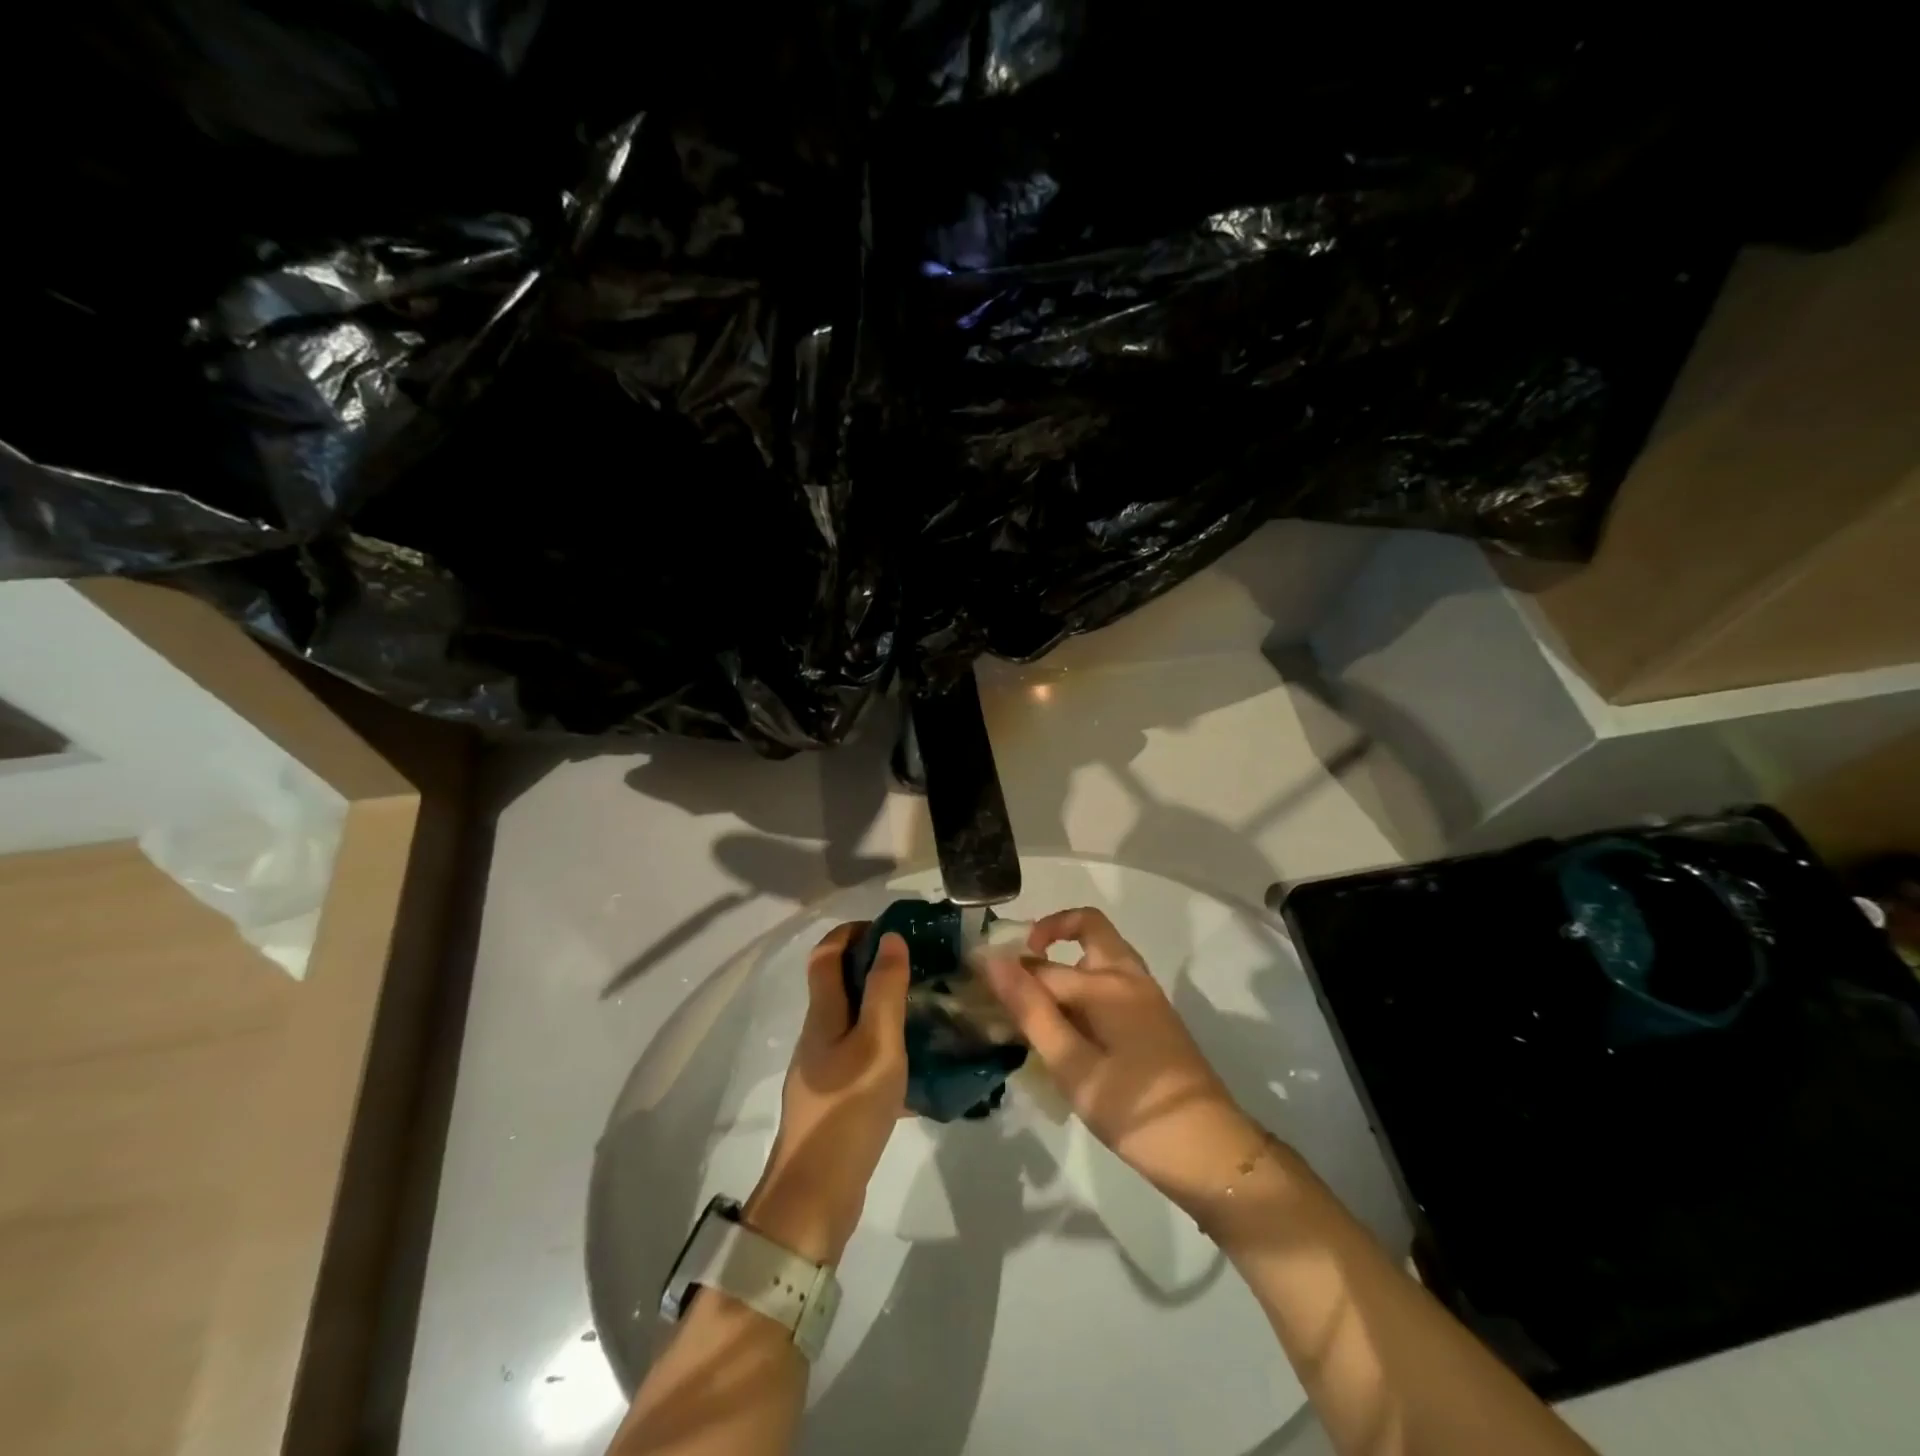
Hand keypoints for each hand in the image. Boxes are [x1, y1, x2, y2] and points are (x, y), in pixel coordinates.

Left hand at [744, 923, 908, 1265]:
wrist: (816, 1195)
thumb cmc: (848, 1109)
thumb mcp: (877, 1043)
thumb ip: (885, 990)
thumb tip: (890, 938)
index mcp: (823, 1015)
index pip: (826, 954)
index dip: (852, 932)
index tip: (891, 929)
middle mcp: (818, 1035)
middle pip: (838, 985)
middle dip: (873, 966)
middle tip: (919, 966)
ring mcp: (824, 1070)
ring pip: (853, 1021)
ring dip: (882, 1006)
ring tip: (924, 1007)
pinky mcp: (835, 1099)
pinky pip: (861, 1056)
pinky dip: (886, 1046)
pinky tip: (918, 1063)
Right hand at [982, 907, 1261, 1213]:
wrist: (1211, 1152)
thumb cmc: (1134, 1110)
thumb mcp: (1073, 1066)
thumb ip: (1032, 1011)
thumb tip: (994, 960)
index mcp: (1107, 982)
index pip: (1042, 965)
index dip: (1006, 971)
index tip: (974, 984)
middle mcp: (1128, 976)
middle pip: (1087, 928)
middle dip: (1050, 935)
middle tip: (1017, 969)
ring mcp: (1145, 995)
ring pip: (1100, 955)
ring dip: (1067, 962)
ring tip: (1035, 1003)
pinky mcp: (1152, 1018)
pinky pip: (1111, 982)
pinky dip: (1084, 986)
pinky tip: (1066, 1029)